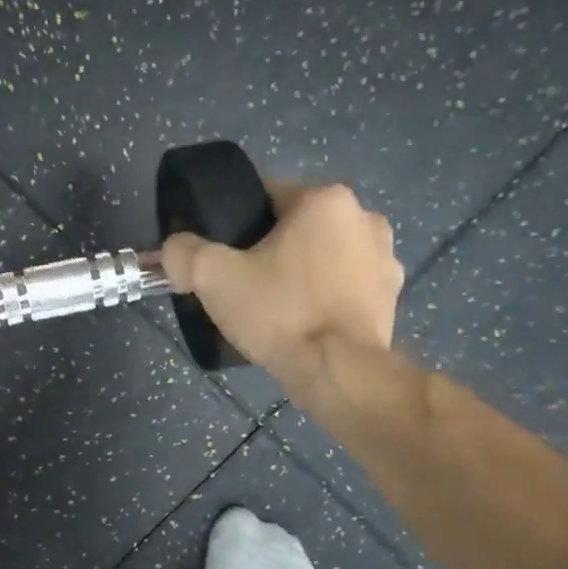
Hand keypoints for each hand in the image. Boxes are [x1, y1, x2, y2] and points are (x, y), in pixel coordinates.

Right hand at [161, 182, 401, 386]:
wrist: (339, 372)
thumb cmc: (280, 312)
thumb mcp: (214, 278)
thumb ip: (184, 253)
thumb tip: (175, 248)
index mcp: (326, 200)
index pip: (267, 196)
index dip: (237, 224)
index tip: (222, 255)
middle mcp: (365, 218)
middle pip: (299, 227)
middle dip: (272, 249)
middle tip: (244, 283)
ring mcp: (387, 259)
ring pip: (325, 256)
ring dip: (302, 272)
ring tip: (275, 308)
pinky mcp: (392, 297)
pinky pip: (346, 286)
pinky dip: (325, 297)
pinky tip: (304, 323)